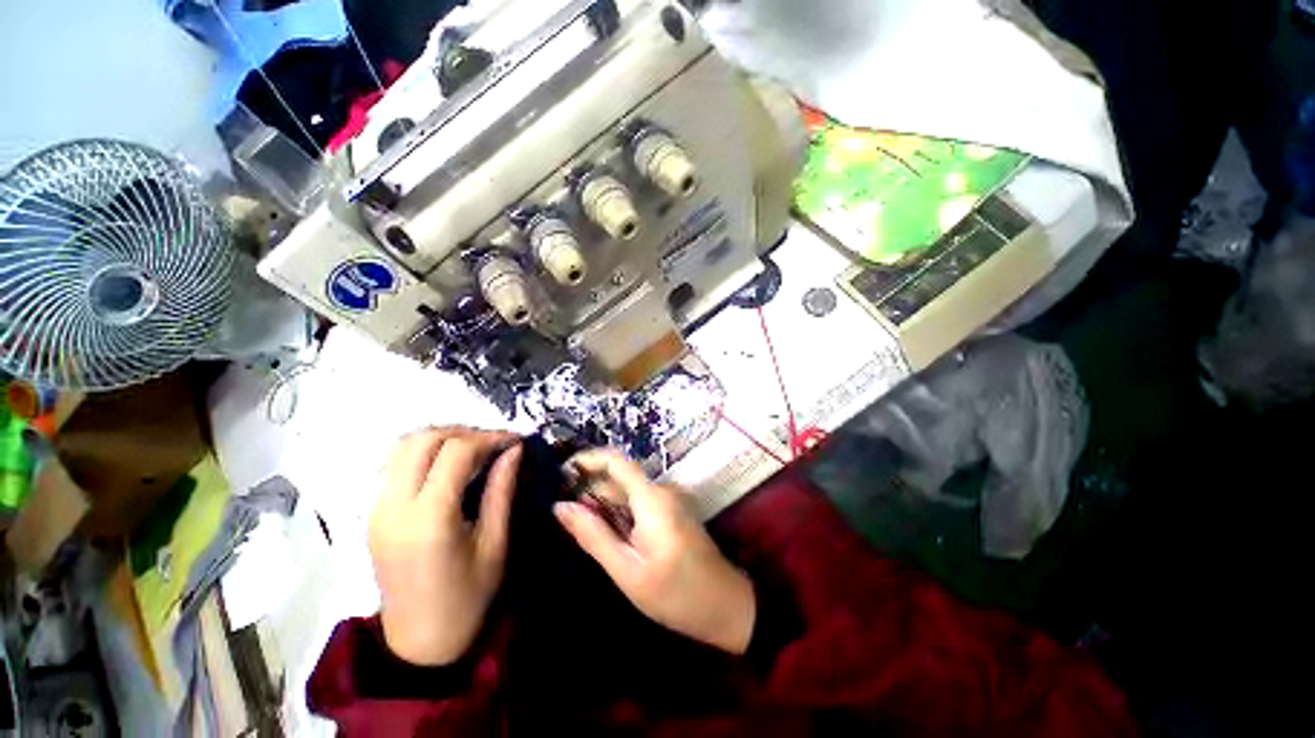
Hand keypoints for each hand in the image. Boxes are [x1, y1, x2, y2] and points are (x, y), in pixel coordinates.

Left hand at [370, 427, 522, 665]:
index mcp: (429, 519)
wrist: (419, 644)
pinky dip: (424, 453)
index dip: (490, 437)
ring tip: (474, 450)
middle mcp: (394, 507)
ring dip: (441, 438)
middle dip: (464, 432)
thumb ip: (502, 489)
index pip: (456, 451)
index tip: (515, 440)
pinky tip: (449, 467)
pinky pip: (395, 465)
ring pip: (402, 447)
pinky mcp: (372, 515)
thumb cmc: (467, 598)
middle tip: (494, 443)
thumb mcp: (495, 543)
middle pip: (422, 439)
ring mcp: (376, 510)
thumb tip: (514, 450)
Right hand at [553, 449, 755, 654]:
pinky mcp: (671, 510)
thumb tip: (560, 507)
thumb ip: (593, 535)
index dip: (586, 460)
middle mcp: (661, 489)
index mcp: (652, 497)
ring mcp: (669, 499)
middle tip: (560, 516)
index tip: (560, 474)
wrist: (726, 605)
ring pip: (627, 492)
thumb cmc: (676, 593)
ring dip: (602, 505)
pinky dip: (618, 513)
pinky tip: (605, 536)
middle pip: (618, 478)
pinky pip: (638, 503)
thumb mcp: (627, 570)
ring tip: (576, 529)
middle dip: (589, 490)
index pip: (616, 461)